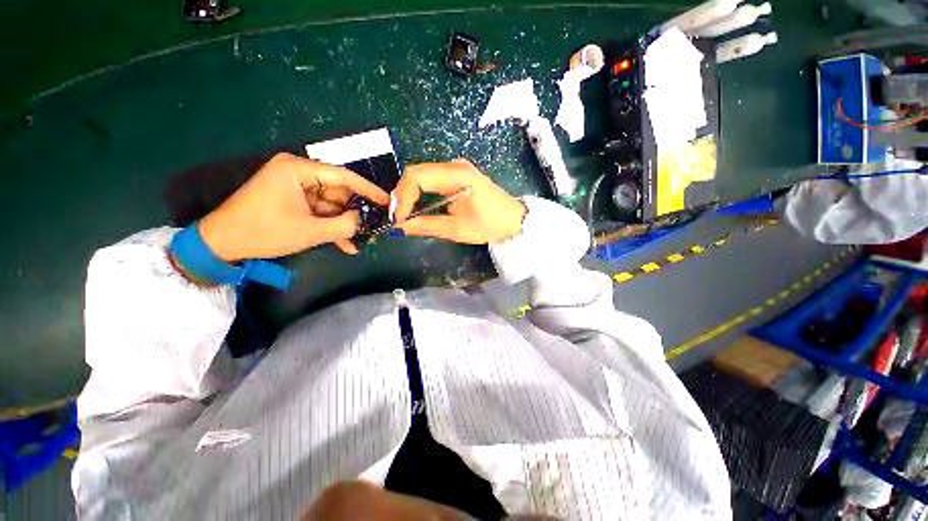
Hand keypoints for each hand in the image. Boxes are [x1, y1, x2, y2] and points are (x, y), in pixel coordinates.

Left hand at [199, 153, 388, 260]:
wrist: (223, 243)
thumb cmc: (264, 232)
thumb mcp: (309, 231)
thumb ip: (343, 225)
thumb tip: (365, 220)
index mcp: (298, 170)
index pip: (343, 176)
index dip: (369, 190)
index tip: (388, 201)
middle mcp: (298, 172)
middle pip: (338, 191)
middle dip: (355, 212)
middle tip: (376, 226)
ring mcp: (295, 186)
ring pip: (331, 203)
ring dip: (345, 223)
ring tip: (362, 240)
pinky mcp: (293, 199)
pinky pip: (319, 210)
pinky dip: (331, 225)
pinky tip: (345, 243)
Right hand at [393, 159, 526, 244]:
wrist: (513, 220)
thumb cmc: (489, 225)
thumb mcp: (457, 229)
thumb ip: (426, 225)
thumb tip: (399, 227)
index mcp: (457, 175)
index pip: (416, 177)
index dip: (402, 197)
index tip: (398, 219)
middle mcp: (454, 165)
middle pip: (415, 172)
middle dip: (402, 195)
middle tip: (398, 218)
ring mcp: (455, 168)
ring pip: (420, 175)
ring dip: (409, 194)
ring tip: (405, 215)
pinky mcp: (456, 175)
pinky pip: (430, 180)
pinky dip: (419, 193)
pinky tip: (418, 208)